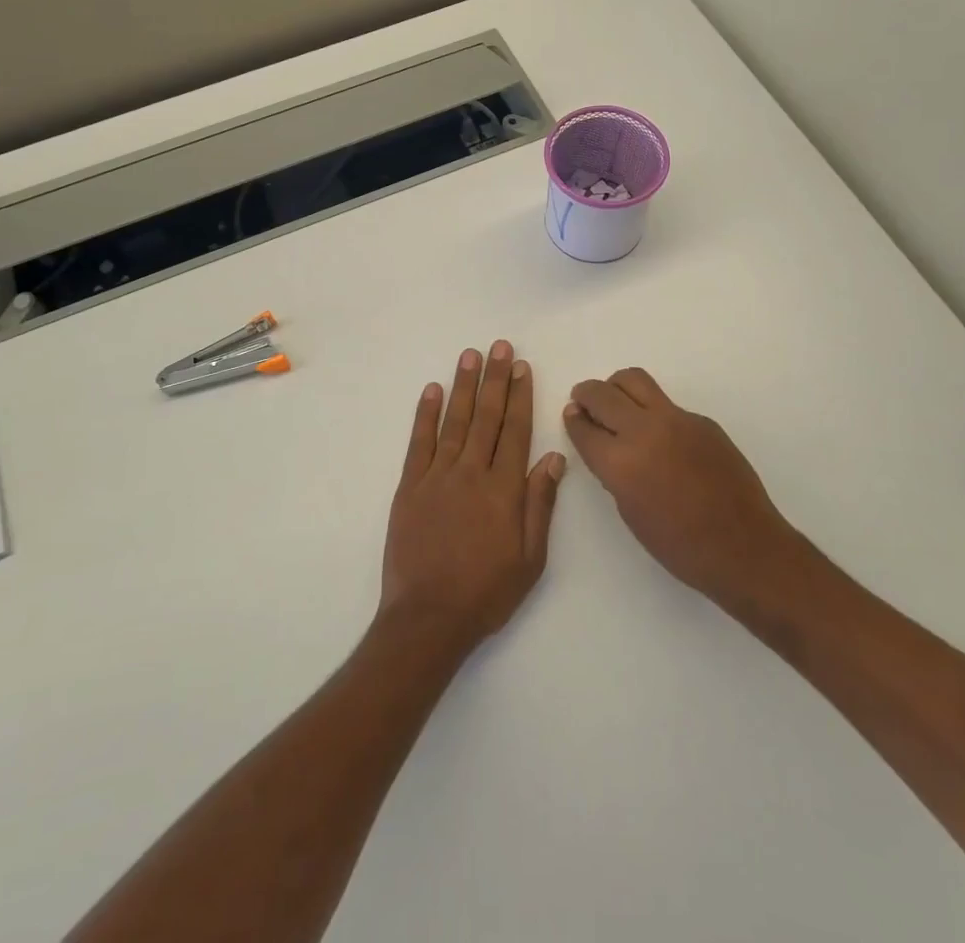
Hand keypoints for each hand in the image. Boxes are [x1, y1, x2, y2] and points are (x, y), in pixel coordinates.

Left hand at [380, 341, 566, 655]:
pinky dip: (425, 414)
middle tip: (499, 346)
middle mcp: (471, 473)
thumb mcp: (530, 558)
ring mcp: (437, 477)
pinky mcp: (410, 487)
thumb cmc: (486, 592)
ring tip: (470, 355)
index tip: (522, 367)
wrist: (428, 618)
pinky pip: (419, 442)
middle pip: (487, 417)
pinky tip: (431, 390)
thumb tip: (554, 457)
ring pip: (454, 421)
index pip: (515, 431)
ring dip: (463, 386)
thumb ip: (540, 504)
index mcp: (504, 490)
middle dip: (494, 379)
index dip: (520, 396)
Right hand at [565, 368, 799, 613]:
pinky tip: (660, 437)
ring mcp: (676, 419)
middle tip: (583, 401)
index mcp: (620, 462)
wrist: (744, 547)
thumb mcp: (630, 512)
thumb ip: (612, 471)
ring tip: (616, 403)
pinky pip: (666, 403)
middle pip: (602, 394)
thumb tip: (604, 446)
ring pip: (634, 380)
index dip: (573, 420)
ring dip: (616, 387)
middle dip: (586, 394)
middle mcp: (644, 430)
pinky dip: (651, 410)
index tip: (572, 416)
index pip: (584, 427)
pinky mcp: (701, 420)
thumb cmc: (680, 546)